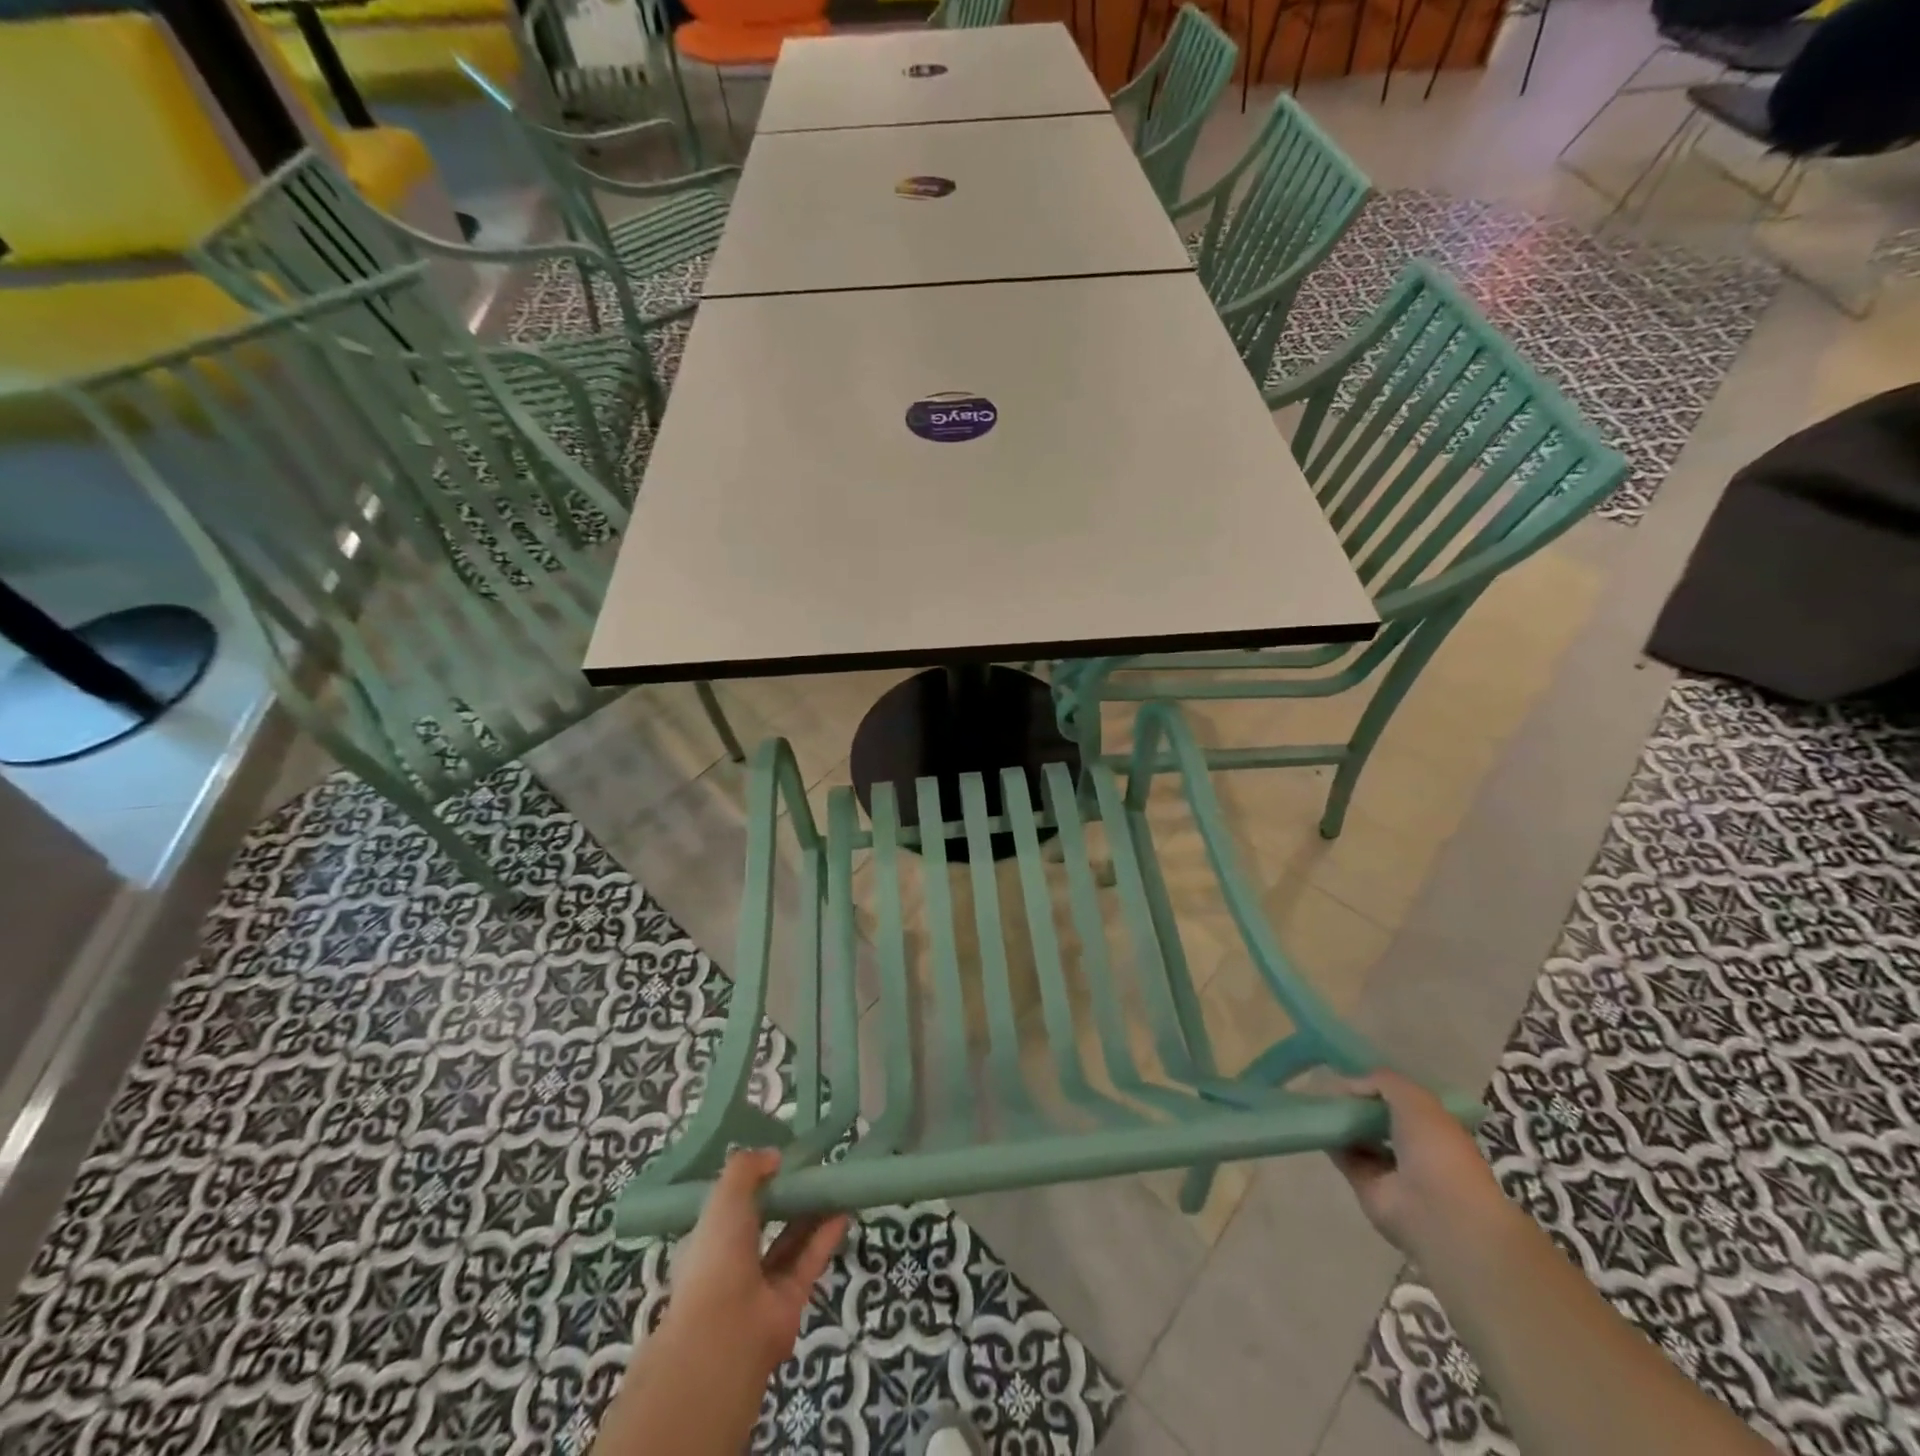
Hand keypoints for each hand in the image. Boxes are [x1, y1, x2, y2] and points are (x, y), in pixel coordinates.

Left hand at [663, 1149, 850, 1380]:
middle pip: (765, 1222)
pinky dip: (826, 1235)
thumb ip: (746, 1168)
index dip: (752, 1184)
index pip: (730, 1208)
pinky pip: (809, 1260)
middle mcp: (733, 1262)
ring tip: (833, 1183)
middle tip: (811, 1169)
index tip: (776, 1161)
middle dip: (787, 1197)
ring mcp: (762, 1284)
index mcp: (708, 1241)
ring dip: (811, 1213)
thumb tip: (774, 1156)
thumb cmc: (716, 1258)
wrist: (725, 1336)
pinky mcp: (790, 1299)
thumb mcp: (724, 1198)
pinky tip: (843, 1210)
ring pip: (791, 1240)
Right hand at [1330, 1071, 1511, 1260]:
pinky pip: (1345, 1156)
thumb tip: (1351, 1084)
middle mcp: (1417, 1148)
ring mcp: (1392, 1170)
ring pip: (1362, 1136)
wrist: (1436, 1213)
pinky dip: (1330, 1140)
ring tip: (1317, 1098)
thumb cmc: (1436, 1150)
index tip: (1356, 1071)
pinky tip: (1314, 1120)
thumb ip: (1383, 1081)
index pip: (1407, 1101)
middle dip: (1359, 1102)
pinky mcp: (1368, 1185)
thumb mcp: (1415, 1099)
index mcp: (1438, 1128)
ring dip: (1342, 1120)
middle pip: (1381, 1118)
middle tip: (1331, 1083)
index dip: (1383, 1085)